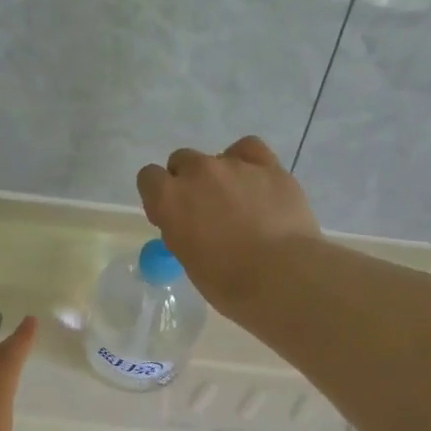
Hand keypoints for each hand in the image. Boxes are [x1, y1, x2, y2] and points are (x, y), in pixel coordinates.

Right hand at [136, 136, 322, 314]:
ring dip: (221, 176)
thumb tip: (190, 223)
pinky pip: (249, 149)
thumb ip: (182, 231)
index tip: (172, 216)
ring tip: (240, 204)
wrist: (282, 277)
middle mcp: (197, 173)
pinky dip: (247, 161)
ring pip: (216, 157)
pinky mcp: (269, 166)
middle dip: (189, 181)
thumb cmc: (228, 282)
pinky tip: (255, 181)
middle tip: (207, 211)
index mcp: (169, 199)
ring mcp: (234, 165)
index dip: (159, 195)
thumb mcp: (188, 260)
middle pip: (182, 161)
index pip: (149, 178)